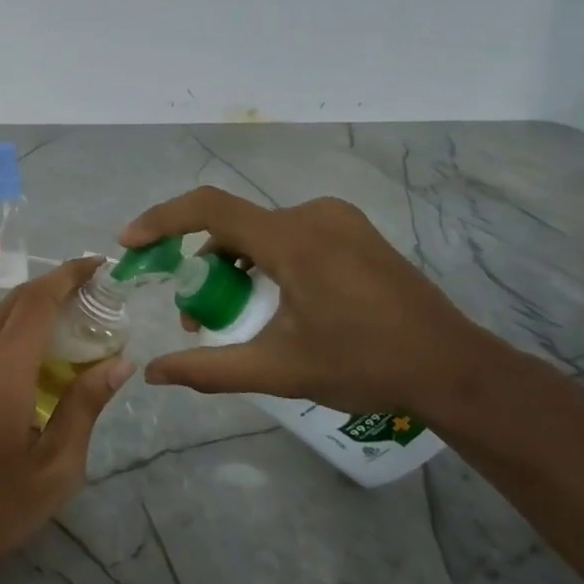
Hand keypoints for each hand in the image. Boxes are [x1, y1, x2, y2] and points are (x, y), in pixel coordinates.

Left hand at [0, 258, 133, 578]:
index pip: (37, 300)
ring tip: (80, 321)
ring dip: (39, 306)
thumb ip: (86, 405)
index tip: (101, 265)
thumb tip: (120, 361)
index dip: (69, 275)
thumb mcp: (57, 465)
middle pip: (17, 300)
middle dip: (57, 286)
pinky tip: (48, 354)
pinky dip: (22, 328)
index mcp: (3, 369)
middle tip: (99, 295)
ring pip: (2, 315)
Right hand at [118, 187, 494, 416]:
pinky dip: (263, 259)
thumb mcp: (278, 370)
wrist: (452, 368)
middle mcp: (312, 215)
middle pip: (232, 225)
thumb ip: (208, 369)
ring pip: (260, 230)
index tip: (131, 242)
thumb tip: (153, 375)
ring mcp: (338, 220)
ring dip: (232, 264)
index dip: (162, 220)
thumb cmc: (364, 366)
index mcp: (293, 240)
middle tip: (192, 315)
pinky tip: (273, 300)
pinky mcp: (354, 232)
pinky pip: (288, 233)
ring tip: (232, 313)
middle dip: (200, 264)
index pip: (209, 209)